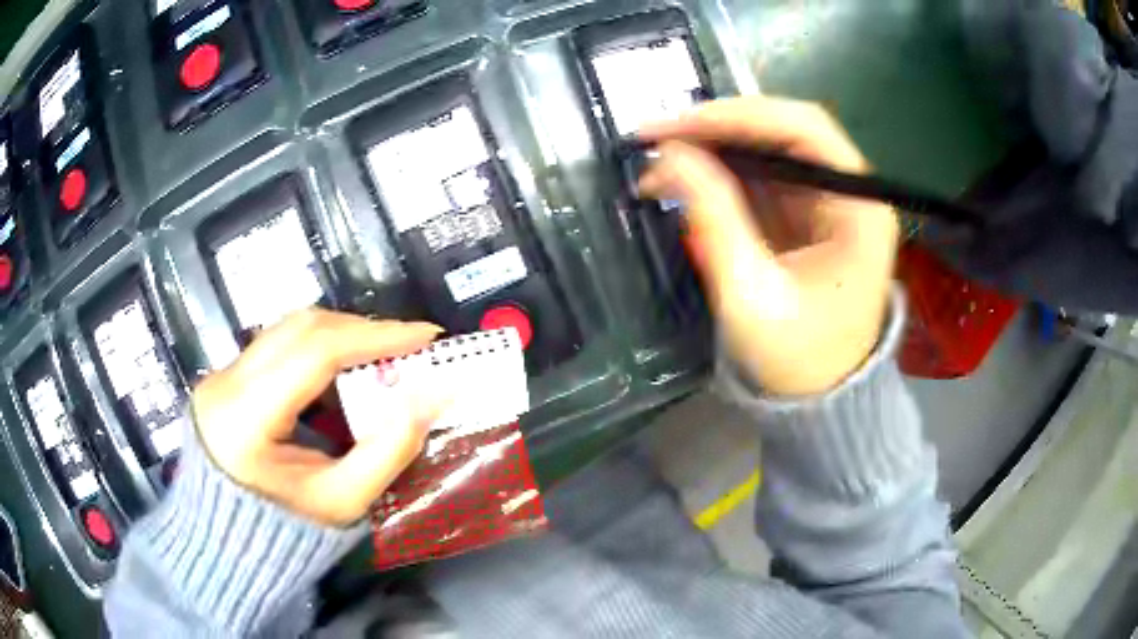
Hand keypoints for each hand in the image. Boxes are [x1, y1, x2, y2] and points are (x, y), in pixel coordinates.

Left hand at [191, 308, 443, 526]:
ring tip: (380, 353)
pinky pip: (278, 345)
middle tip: (407, 344)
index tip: (424, 336)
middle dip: (360, 329)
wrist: (230, 541)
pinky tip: (342, 369)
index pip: (314, 353)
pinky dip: (318, 347)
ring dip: (340, 334)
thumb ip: (389, 449)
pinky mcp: (226, 377)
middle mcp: (226, 383)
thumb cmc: (286, 531)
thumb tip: (434, 395)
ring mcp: (221, 375)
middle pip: (300, 328)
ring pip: (288, 329)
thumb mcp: (343, 501)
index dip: (373, 337)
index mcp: (246, 418)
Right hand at [639, 96, 898, 395]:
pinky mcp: (807, 211)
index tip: (676, 127)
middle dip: (718, 127)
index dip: (738, 116)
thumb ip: (714, 220)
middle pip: (786, 129)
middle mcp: (851, 191)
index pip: (805, 129)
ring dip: (714, 146)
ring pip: (770, 145)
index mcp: (860, 209)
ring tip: (659, 161)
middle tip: (655, 137)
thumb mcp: (752, 297)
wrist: (819, 400)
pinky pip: (762, 172)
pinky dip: (720, 169)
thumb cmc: (797, 360)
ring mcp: (829, 199)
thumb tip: (669, 155)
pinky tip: (684, 177)